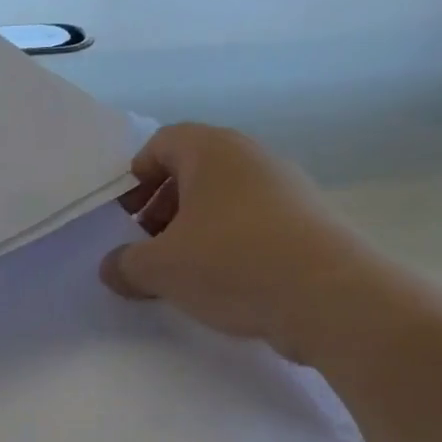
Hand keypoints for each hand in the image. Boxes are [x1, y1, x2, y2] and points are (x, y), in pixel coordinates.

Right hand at [99, 124, 363, 365]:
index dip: (135, 177)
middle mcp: (252, 157)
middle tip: (147, 246)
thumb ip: (125, 265)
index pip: (161, 143)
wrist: (331, 298)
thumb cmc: (232, 263)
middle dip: (162, 208)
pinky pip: (253, 223)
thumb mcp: (161, 268)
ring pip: (224, 199)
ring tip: (182, 271)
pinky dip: (229, 244)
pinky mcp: (308, 222)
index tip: (124, 217)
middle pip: (193, 171)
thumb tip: (110, 268)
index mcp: (212, 150)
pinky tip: (223, 283)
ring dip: (195, 230)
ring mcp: (286, 188)